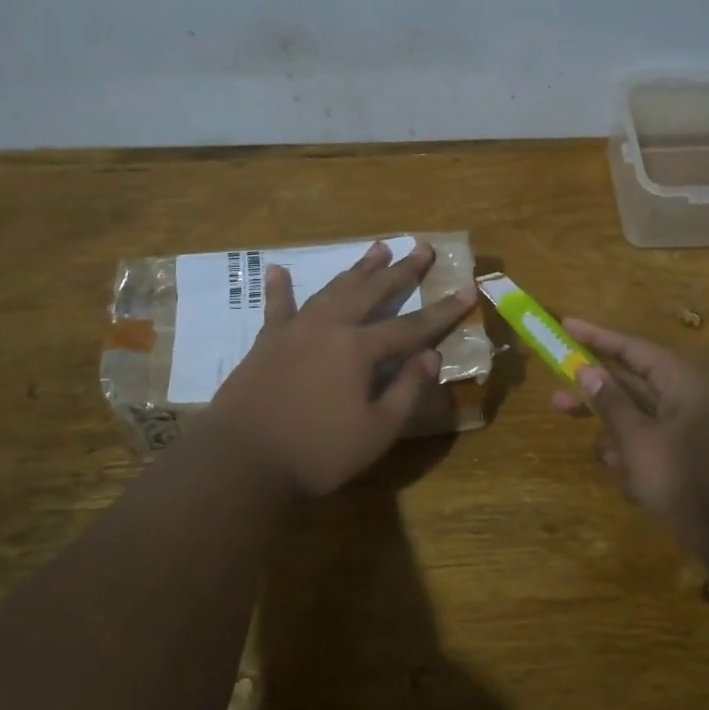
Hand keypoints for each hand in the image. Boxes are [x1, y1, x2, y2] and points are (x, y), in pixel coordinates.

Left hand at [205, 239, 476, 497]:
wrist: (241, 461)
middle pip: (372, 293)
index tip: (467, 289)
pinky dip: (280, 288)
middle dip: (401, 271)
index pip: (411, 326)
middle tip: (421, 247)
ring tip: (377, 248)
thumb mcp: (376, 432)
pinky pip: (277, 307)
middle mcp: (329, 328)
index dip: (442, 311)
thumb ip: (406, 391)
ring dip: (357, 269)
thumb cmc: (316, 452)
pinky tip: (277, 269)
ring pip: (333, 290)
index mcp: (359, 349)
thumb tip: (432, 357)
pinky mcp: (266, 342)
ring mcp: (294, 331)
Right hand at [549, 318, 708, 564]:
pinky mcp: (691, 462)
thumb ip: (611, 404)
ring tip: (601, 457)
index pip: (631, 347)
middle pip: (631, 384)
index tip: (564, 325)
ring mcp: (691, 431)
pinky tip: (627, 483)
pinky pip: (652, 449)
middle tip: (556, 399)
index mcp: (681, 381)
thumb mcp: (639, 441)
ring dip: (615, 436)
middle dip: (596, 396)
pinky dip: (635, 461)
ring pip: (639, 420)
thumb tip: (587, 369)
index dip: (595, 336)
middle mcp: (687, 398)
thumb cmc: (688, 480)